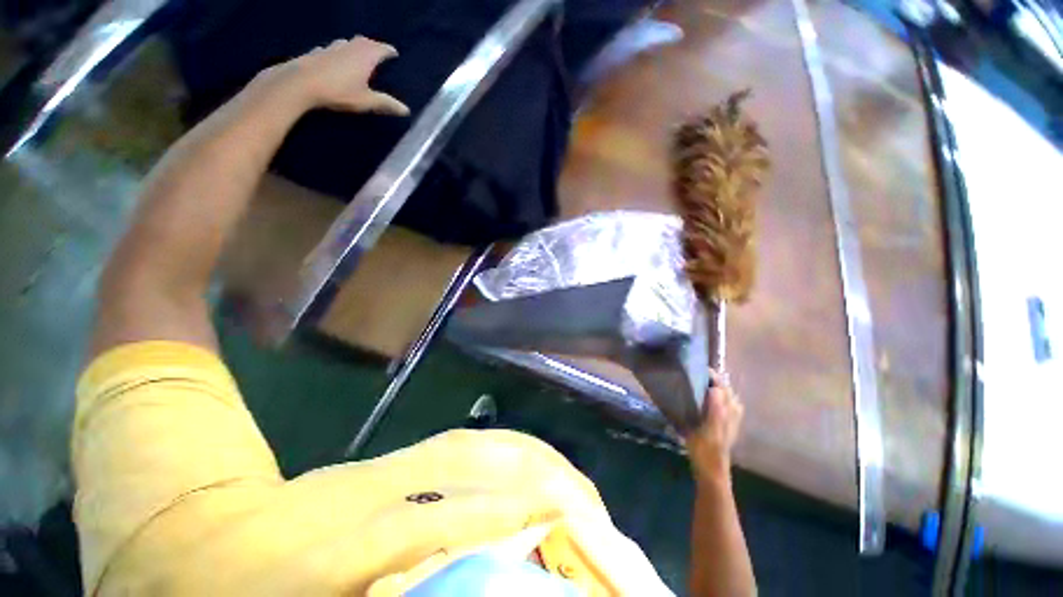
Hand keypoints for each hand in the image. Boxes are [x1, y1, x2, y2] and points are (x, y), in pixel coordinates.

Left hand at [261, 36, 408, 115]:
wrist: (300, 83)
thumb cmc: (339, 91)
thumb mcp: (367, 101)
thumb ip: (386, 104)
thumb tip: (406, 110)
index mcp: (365, 56)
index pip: (381, 48)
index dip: (389, 51)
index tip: (395, 53)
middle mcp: (349, 47)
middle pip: (364, 41)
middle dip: (372, 46)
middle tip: (378, 52)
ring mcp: (331, 48)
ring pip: (346, 43)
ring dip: (354, 47)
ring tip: (357, 55)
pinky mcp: (316, 53)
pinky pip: (330, 50)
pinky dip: (337, 53)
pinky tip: (334, 59)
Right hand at [685, 370, 743, 485]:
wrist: (711, 467)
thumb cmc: (706, 446)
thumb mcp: (708, 427)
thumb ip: (715, 408)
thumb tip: (715, 389)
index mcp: (728, 409)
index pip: (722, 384)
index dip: (711, 375)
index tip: (696, 368)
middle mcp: (733, 411)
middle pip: (725, 388)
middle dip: (713, 379)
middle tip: (694, 373)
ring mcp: (730, 417)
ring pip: (724, 395)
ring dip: (714, 386)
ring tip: (699, 382)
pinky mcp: (724, 423)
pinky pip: (722, 403)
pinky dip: (715, 396)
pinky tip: (705, 399)